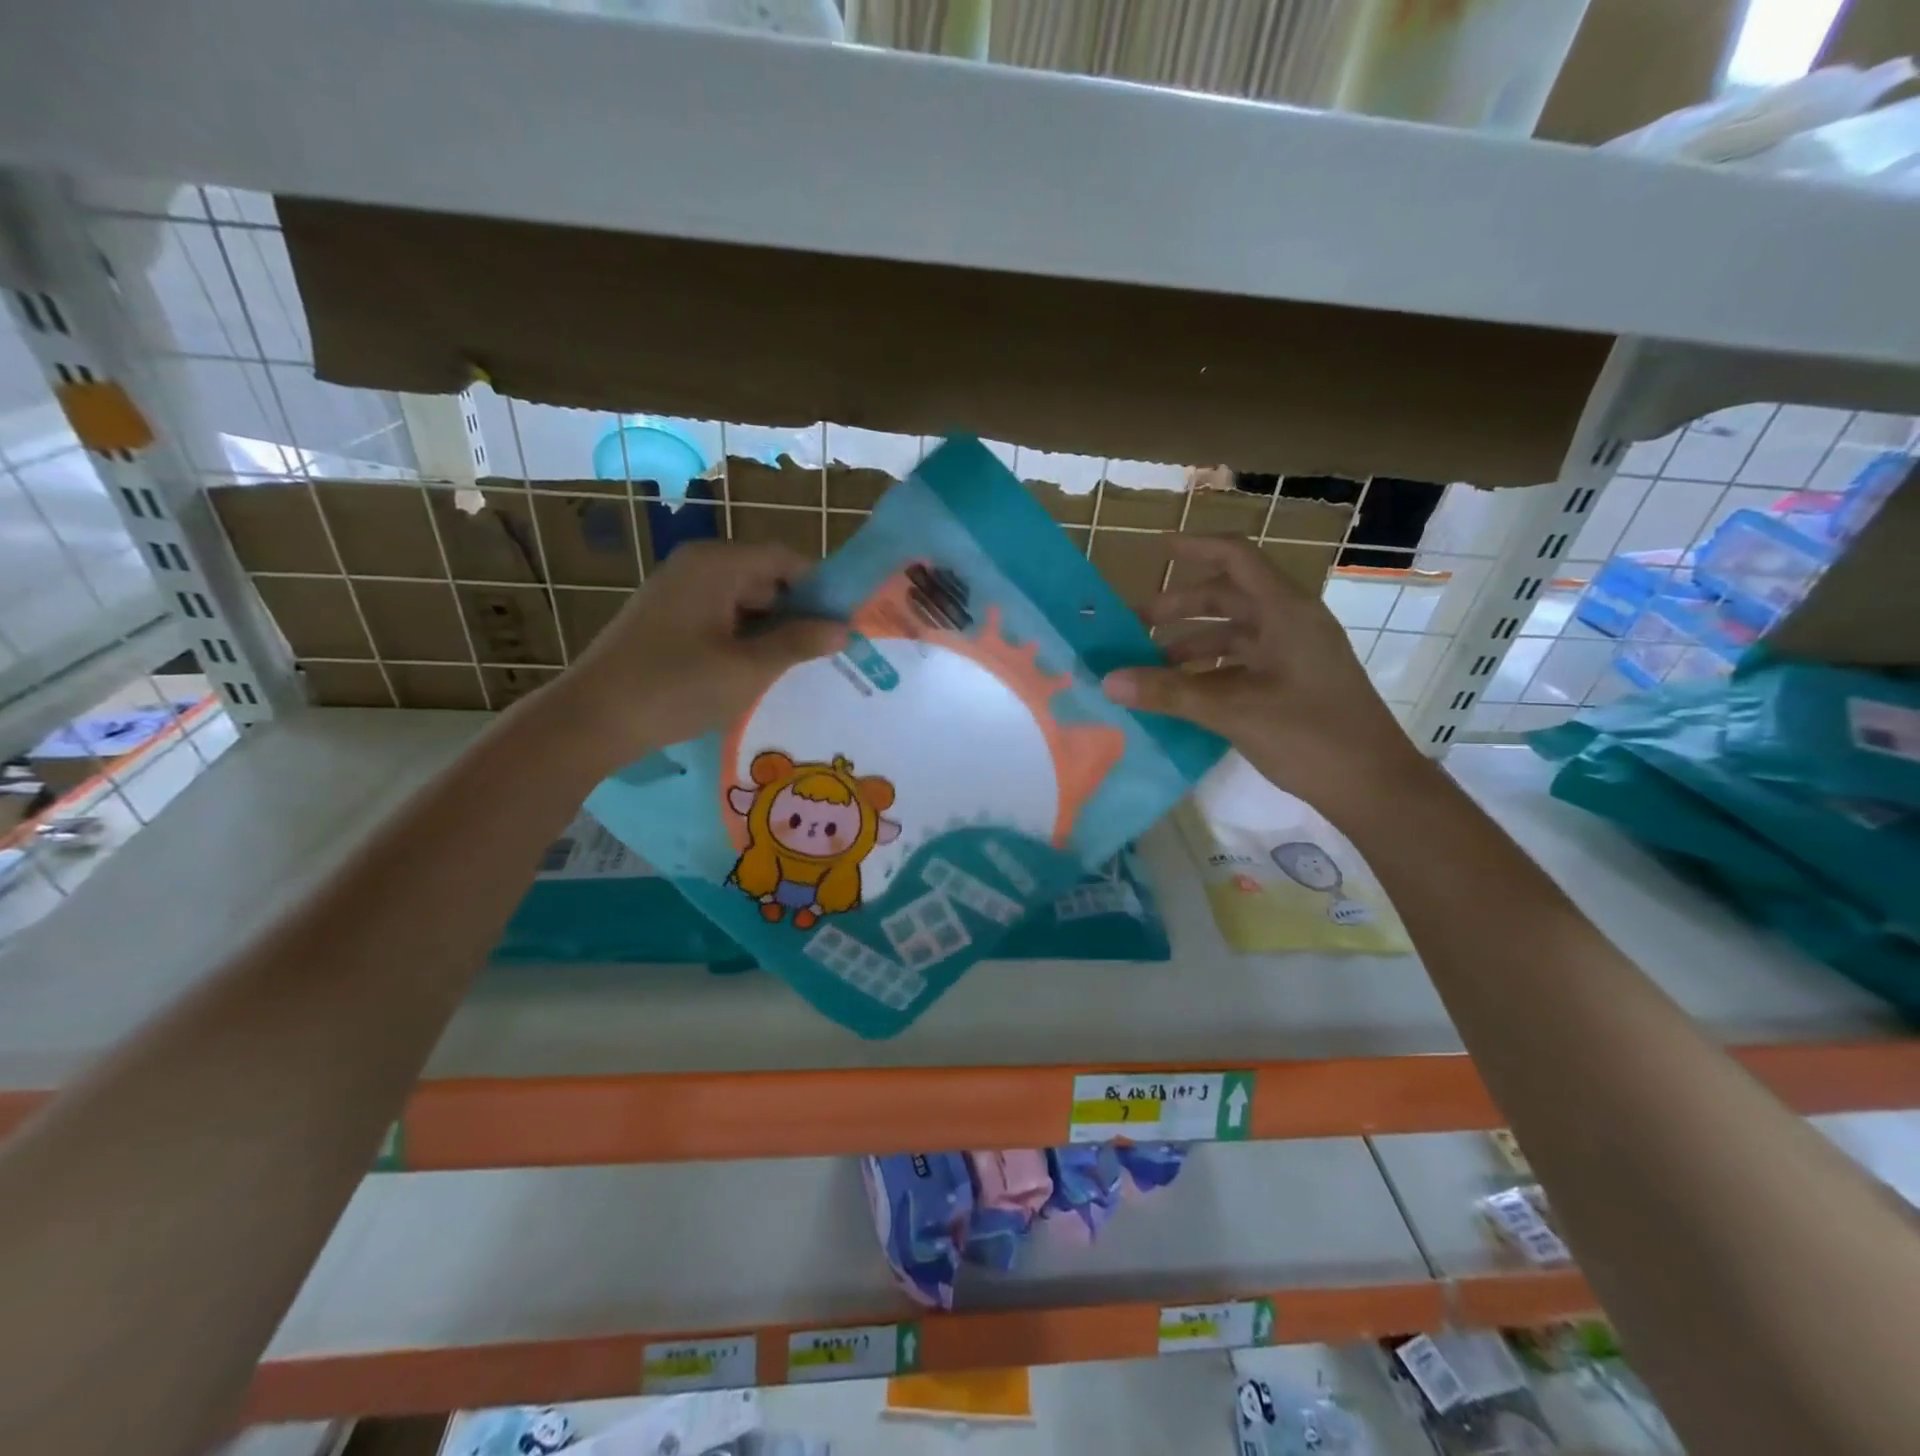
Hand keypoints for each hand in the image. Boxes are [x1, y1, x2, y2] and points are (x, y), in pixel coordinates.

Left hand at [544, 541, 847, 769]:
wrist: (592, 719)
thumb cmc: (676, 687)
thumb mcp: (748, 669)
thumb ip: (798, 643)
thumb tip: (843, 629)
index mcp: (717, 564)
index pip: (786, 558)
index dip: (820, 588)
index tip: (846, 622)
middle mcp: (696, 566)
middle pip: (765, 578)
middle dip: (797, 613)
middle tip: (828, 652)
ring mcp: (677, 591)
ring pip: (743, 601)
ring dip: (771, 630)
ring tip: (798, 667)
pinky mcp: (666, 618)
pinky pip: (720, 617)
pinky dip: (743, 638)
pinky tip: (757, 671)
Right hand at [1102, 535, 1433, 821]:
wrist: (1374, 786)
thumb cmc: (1310, 735)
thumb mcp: (1234, 710)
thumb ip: (1170, 693)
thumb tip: (1109, 681)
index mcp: (1285, 611)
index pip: (1235, 558)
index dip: (1195, 548)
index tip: (1156, 550)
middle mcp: (1290, 623)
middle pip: (1227, 597)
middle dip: (1179, 608)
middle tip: (1134, 627)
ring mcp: (1294, 654)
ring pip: (1233, 634)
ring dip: (1191, 644)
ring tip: (1150, 665)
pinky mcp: (1293, 682)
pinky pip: (1242, 663)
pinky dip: (1208, 671)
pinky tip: (1181, 693)